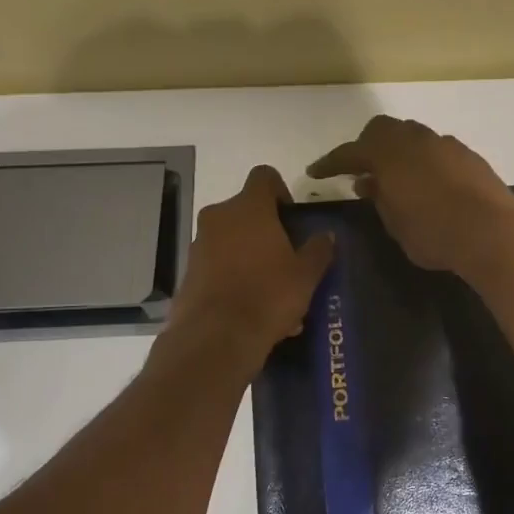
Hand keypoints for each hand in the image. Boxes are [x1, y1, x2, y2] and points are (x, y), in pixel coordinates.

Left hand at [169, 165, 334, 369]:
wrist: (215, 338)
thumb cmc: (268, 295)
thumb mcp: (306, 274)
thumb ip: (318, 250)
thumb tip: (326, 236)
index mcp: (249, 207)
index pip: (264, 176)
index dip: (280, 190)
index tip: (291, 217)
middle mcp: (219, 217)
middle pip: (246, 210)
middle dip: (266, 229)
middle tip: (286, 257)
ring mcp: (199, 244)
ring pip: (231, 240)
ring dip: (250, 255)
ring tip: (272, 290)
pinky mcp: (188, 272)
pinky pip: (217, 264)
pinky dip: (233, 276)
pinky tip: (252, 308)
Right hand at [307, 116, 513, 282]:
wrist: (493, 232)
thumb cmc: (435, 233)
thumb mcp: (395, 224)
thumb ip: (379, 199)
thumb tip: (368, 182)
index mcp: (389, 154)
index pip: (350, 152)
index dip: (330, 163)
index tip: (315, 172)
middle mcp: (416, 140)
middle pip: (382, 130)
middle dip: (367, 146)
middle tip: (361, 171)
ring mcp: (445, 144)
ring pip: (412, 136)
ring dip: (397, 151)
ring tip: (395, 178)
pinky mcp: (468, 155)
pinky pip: (435, 149)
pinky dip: (422, 160)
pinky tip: (427, 183)